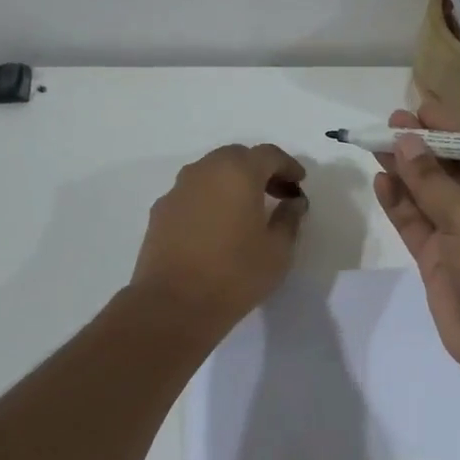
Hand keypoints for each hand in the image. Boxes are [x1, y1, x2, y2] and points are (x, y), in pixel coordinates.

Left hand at [131, 143, 307, 336]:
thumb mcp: (278, 250)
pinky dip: (210, 198)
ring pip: (211, 172)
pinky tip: (217, 226)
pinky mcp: (160, 211)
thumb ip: (289, 219)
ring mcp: (178, 190)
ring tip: (246, 210)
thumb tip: (293, 202)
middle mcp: (205, 171)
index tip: (299, 183)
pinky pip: (192, 193)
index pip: (269, 154)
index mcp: (238, 172)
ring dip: (232, 182)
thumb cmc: (235, 274)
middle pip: (237, 157)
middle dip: (259, 170)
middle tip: (276, 193)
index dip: (288, 166)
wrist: (173, 304)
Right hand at [372, 106, 459, 377]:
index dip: (450, 129)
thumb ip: (435, 183)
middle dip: (423, 148)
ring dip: (406, 172)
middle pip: (451, 171)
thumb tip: (407, 142)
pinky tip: (381, 182)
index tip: (420, 107)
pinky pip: (416, 223)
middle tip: (390, 123)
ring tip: (377, 146)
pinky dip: (399, 203)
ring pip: (428, 195)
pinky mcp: (437, 257)